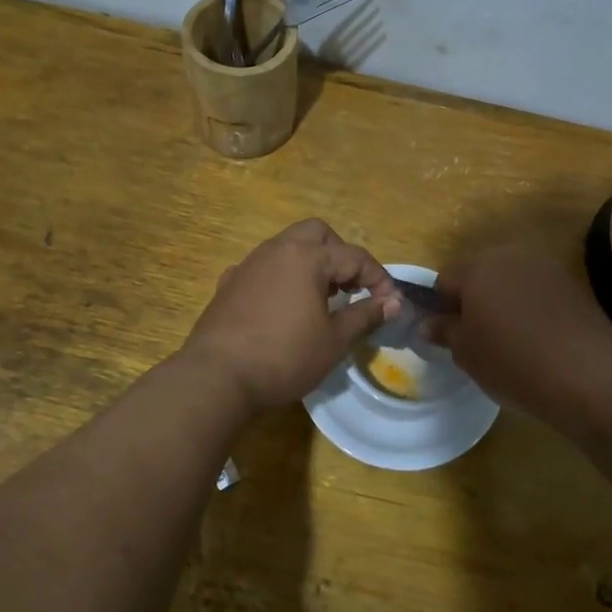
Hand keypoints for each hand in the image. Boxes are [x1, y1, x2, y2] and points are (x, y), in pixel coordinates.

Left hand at [181, 220, 401, 408]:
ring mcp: (249, 264)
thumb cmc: (285, 357)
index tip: (390, 303)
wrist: (217, 377)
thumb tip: (394, 302)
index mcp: (307, 257)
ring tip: (322, 299)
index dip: (378, 278)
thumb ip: (366, 315)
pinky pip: (264, 268)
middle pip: (317, 233)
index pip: (355, 256)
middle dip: (340, 254)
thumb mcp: (334, 341)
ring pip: (287, 247)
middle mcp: (277, 249)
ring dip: (311, 263)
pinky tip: (283, 308)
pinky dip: (282, 278)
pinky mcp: (228, 283)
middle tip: (351, 287)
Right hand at [425, 242, 611, 418]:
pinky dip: (529, 306)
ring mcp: (545, 266)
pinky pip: (536, 289)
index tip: (446, 335)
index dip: (440, 307)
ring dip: (502, 299)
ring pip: (509, 278)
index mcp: (477, 267)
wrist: (586, 374)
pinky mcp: (571, 283)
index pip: (444, 280)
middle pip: (479, 272)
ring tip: (507, 336)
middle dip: (473, 298)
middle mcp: (510, 255)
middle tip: (475, 335)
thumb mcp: (467, 353)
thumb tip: (428, 324)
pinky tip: (535, 336)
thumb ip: (445, 331)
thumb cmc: (512, 362)